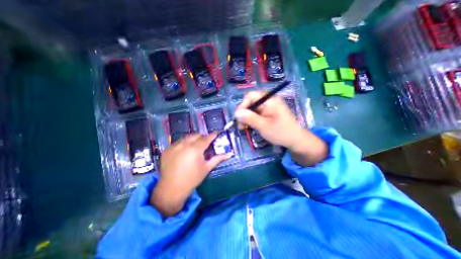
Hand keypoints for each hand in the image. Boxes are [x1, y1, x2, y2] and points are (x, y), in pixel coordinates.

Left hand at [151, 134, 230, 216]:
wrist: (172, 189)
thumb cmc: (192, 179)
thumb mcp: (206, 168)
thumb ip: (217, 159)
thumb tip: (229, 154)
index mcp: (195, 149)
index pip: (206, 138)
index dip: (212, 135)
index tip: (216, 133)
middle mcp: (184, 144)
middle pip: (196, 135)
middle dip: (202, 136)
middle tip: (206, 142)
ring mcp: (174, 146)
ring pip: (186, 137)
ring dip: (193, 139)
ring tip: (195, 146)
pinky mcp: (167, 149)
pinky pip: (178, 142)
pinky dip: (184, 143)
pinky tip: (184, 151)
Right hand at [235, 91, 304, 148]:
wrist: (295, 139)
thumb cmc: (281, 132)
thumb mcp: (263, 126)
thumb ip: (250, 118)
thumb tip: (236, 113)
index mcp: (269, 100)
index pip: (250, 96)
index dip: (242, 105)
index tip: (237, 117)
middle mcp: (268, 100)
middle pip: (250, 102)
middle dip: (243, 113)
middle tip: (240, 125)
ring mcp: (269, 106)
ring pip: (252, 108)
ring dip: (246, 117)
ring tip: (243, 127)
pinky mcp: (268, 112)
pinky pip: (256, 113)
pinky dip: (251, 119)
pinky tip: (250, 126)